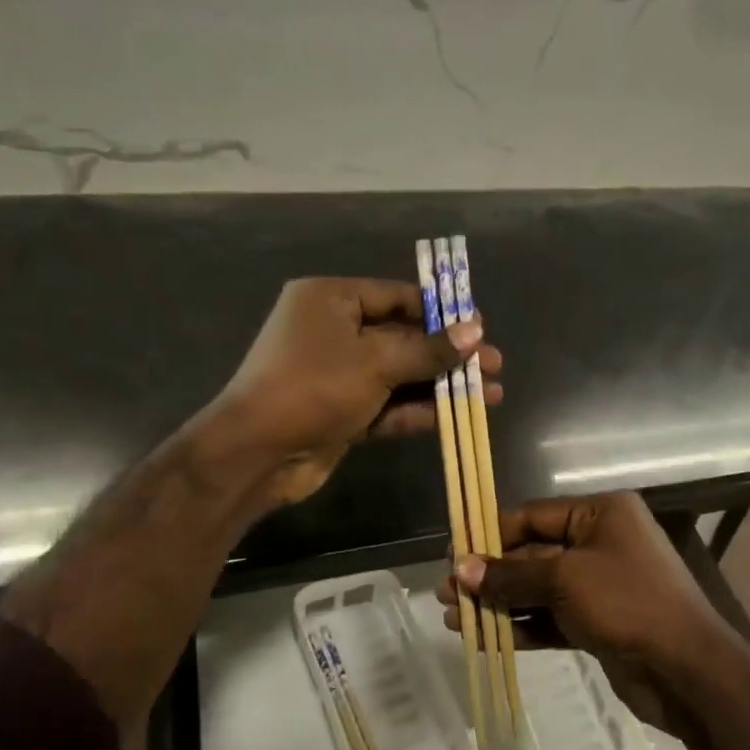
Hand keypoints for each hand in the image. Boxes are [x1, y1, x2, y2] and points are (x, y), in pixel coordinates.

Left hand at [204, 277, 501, 507]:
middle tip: (493, 363)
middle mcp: (334, 331)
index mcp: (331, 299)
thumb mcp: (376, 362)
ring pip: (400, 373)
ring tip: (490, 392)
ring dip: (442, 384)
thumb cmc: (313, 387)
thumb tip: (475, 331)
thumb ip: (428, 350)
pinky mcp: (343, 411)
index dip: (441, 312)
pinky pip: (388, 403)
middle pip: (403, 337)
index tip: (479, 326)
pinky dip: (420, 408)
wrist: (256, 453)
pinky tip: (460, 414)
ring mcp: (338, 374)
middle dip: (448, 353)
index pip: (397, 296)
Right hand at [435, 493, 732, 730]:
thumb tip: (459, 568)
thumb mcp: (565, 580)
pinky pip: (550, 617)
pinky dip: (520, 626)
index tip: (452, 554)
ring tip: (453, 619)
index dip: (490, 534)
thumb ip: (511, 574)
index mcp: (600, 513)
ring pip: (538, 588)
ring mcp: (600, 584)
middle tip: (445, 593)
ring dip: (499, 603)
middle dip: (490, 575)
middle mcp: (600, 542)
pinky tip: (483, 639)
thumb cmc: (628, 603)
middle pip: (532, 553)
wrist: (688, 671)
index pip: (533, 516)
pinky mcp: (598, 622)